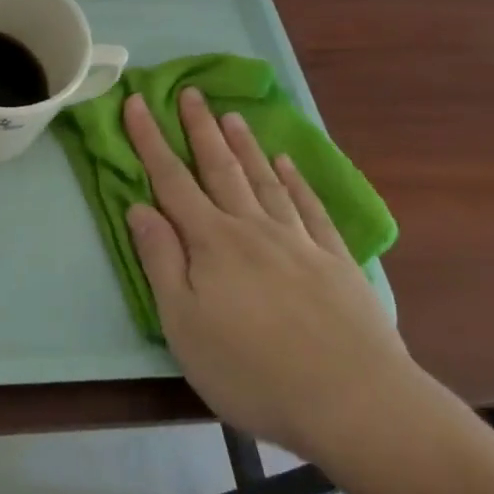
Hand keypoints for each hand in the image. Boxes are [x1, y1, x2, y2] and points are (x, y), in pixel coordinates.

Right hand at [123, 88, 424, 465]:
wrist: (356, 402)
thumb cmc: (254, 370)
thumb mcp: (184, 324)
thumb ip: (160, 261)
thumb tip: (139, 207)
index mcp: (211, 242)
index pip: (171, 180)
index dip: (150, 139)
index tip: (136, 102)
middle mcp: (252, 228)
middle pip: (220, 168)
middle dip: (200, 128)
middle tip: (190, 92)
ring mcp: (298, 241)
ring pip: (264, 180)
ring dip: (245, 146)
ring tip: (232, 116)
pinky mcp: (336, 261)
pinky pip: (310, 208)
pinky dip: (297, 181)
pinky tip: (288, 164)